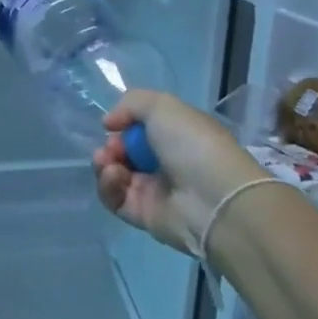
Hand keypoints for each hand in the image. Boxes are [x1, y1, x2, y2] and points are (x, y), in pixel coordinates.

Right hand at [92, 90, 255, 255]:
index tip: (114, 125)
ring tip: (108, 162)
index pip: (140, 128)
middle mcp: (165, 162)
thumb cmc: (192, 145)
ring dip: (104, 164)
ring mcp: (153, 190)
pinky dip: (108, 185)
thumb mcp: (163, 106)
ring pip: (115, 174)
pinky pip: (114, 198)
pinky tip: (114, 176)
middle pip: (124, 151)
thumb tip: (109, 123)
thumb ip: (130, 103)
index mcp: (176, 136)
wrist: (213, 199)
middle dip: (111, 146)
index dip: (123, 125)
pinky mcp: (142, 215)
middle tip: (111, 149)